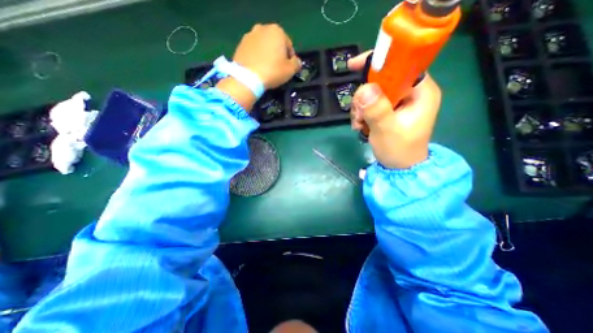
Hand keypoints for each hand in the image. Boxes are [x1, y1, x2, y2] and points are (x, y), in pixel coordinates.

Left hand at [233, 23, 301, 89]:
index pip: (289, 46)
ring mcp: (249, 35)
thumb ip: (297, 64)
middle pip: (275, 44)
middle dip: (277, 54)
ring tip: (266, 69)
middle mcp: (263, 28)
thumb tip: (297, 62)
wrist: (247, 78)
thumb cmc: (272, 72)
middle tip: (277, 69)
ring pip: (263, 46)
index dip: (290, 59)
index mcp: (277, 31)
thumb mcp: (290, 70)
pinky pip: (253, 51)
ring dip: (267, 55)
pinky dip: (256, 57)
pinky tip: (257, 68)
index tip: (288, 69)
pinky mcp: (240, 44)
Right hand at [348, 50, 439, 169]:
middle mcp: (411, 93)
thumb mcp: (387, 131)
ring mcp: (399, 102)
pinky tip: (360, 126)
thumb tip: (364, 88)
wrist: (400, 168)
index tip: (353, 67)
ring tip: (359, 125)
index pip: (400, 65)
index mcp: (420, 91)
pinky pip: (369, 104)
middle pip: (380, 81)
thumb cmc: (399, 150)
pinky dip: (361, 114)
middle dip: (363, 97)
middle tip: (359, 115)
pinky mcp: (389, 110)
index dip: (377, 63)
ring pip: (371, 94)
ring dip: (360, 108)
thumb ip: (377, 110)